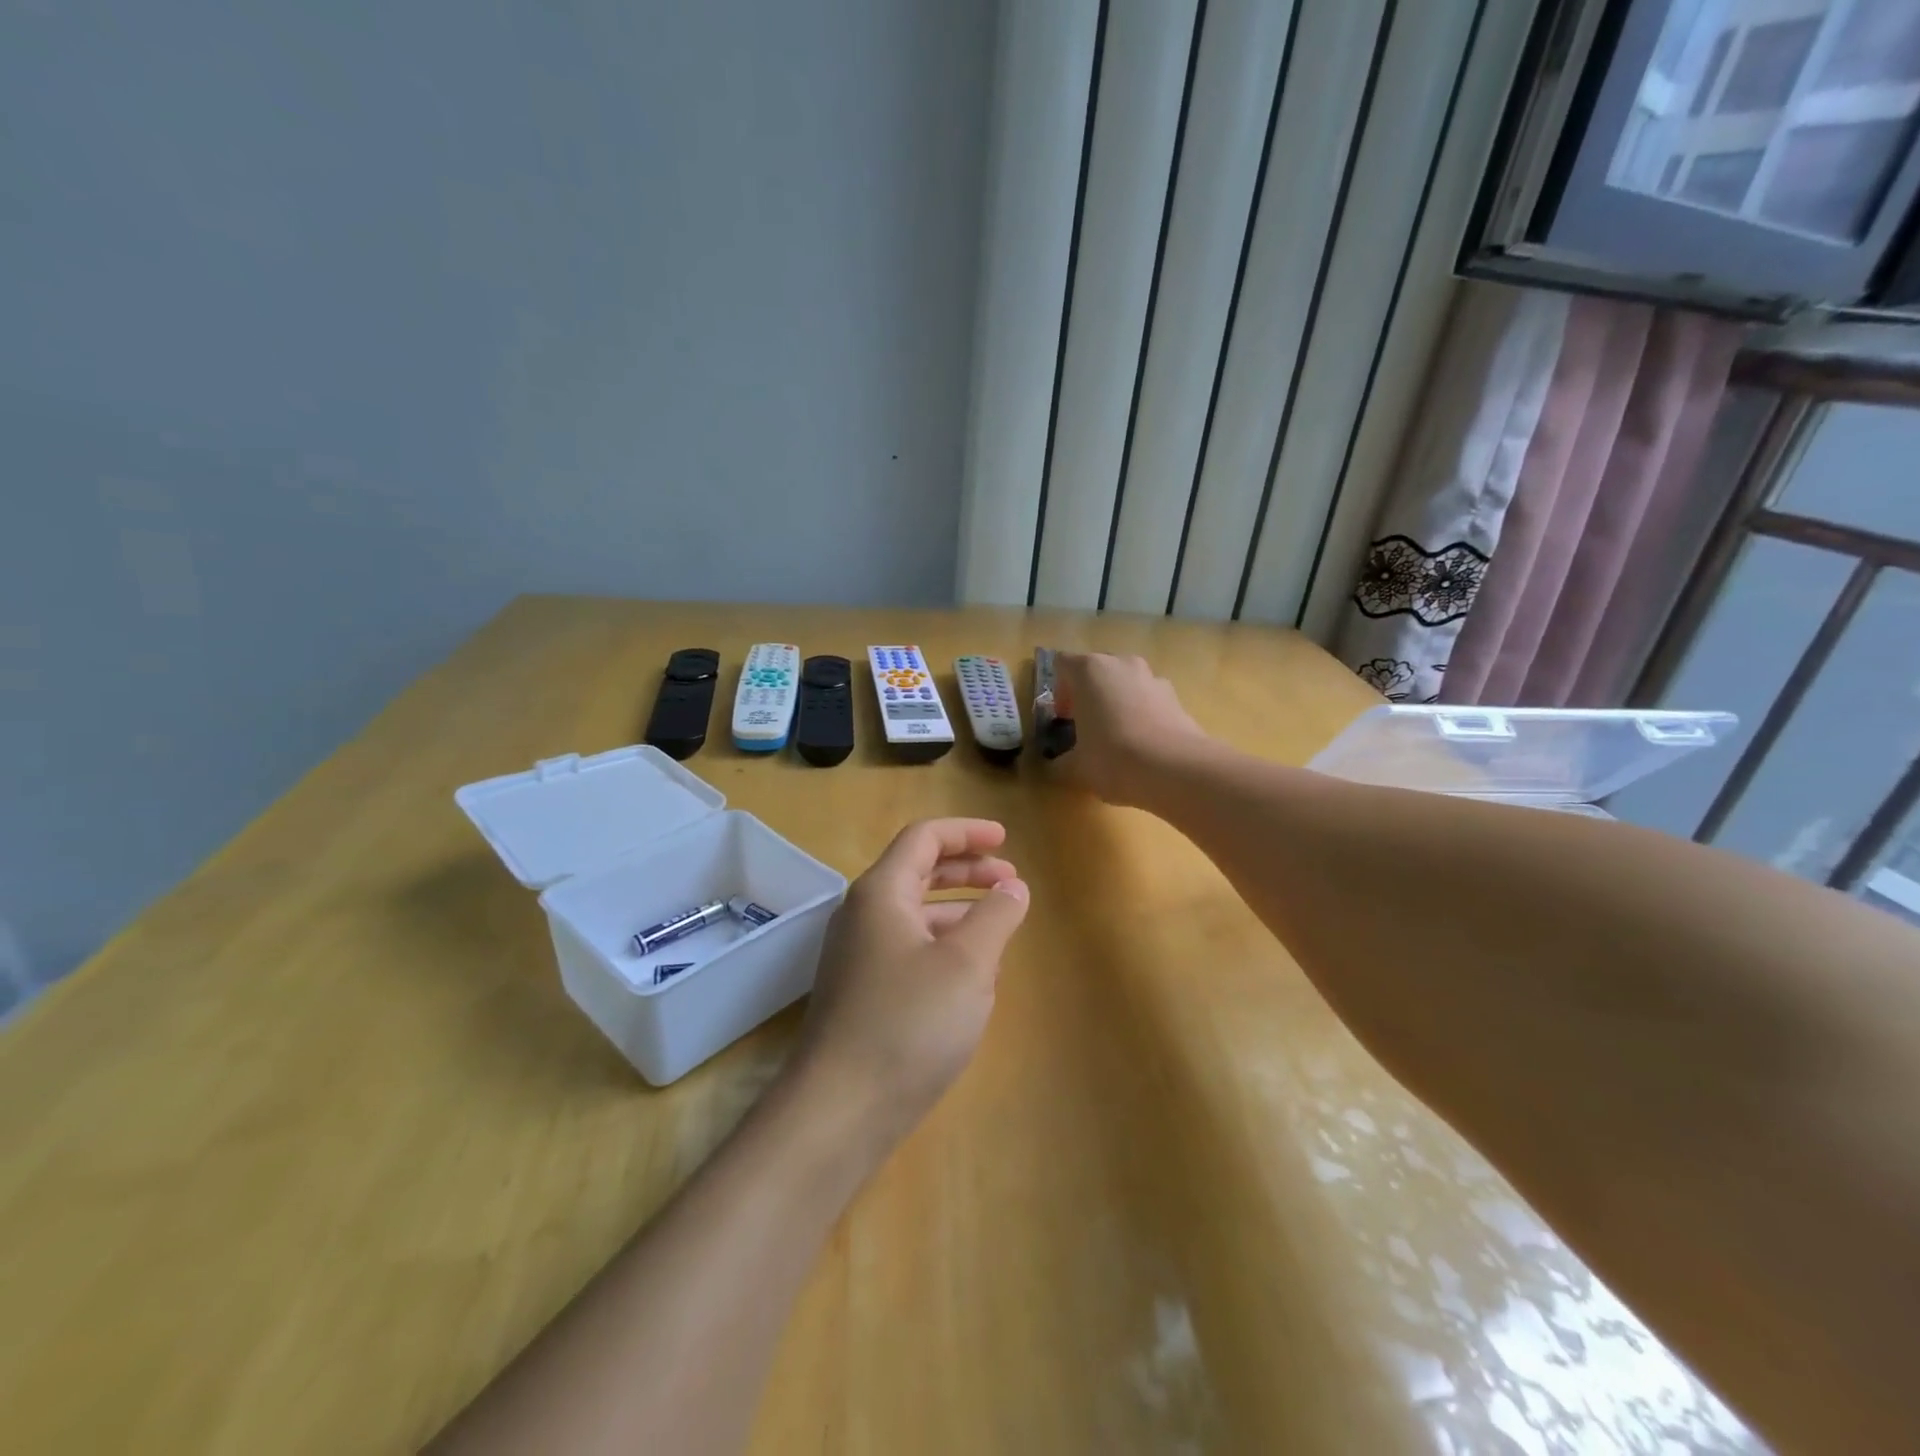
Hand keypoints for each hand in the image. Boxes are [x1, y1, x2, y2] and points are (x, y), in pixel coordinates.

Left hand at [793, 819, 1030, 1146]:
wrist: (839, 1111)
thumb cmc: (908, 1024)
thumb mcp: (967, 965)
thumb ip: (995, 917)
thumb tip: (1013, 888)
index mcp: (882, 893)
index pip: (924, 838)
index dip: (967, 832)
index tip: (1007, 840)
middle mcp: (864, 915)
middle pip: (919, 872)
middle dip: (968, 871)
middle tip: (1011, 881)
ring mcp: (858, 956)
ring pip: (916, 916)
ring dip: (959, 912)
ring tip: (1001, 928)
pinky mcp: (862, 993)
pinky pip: (909, 951)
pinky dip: (944, 947)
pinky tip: (973, 976)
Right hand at [1052, 652, 1211, 806]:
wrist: (1175, 770)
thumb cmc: (1112, 758)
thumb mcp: (1075, 767)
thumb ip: (1060, 762)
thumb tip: (1058, 766)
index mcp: (1089, 670)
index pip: (1062, 664)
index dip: (1059, 690)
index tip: (1064, 718)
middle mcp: (1122, 664)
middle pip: (1097, 671)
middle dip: (1089, 695)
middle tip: (1086, 727)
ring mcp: (1153, 678)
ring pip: (1126, 684)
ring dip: (1117, 703)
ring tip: (1117, 738)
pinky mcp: (1177, 698)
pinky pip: (1150, 700)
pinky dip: (1143, 715)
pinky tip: (1143, 746)